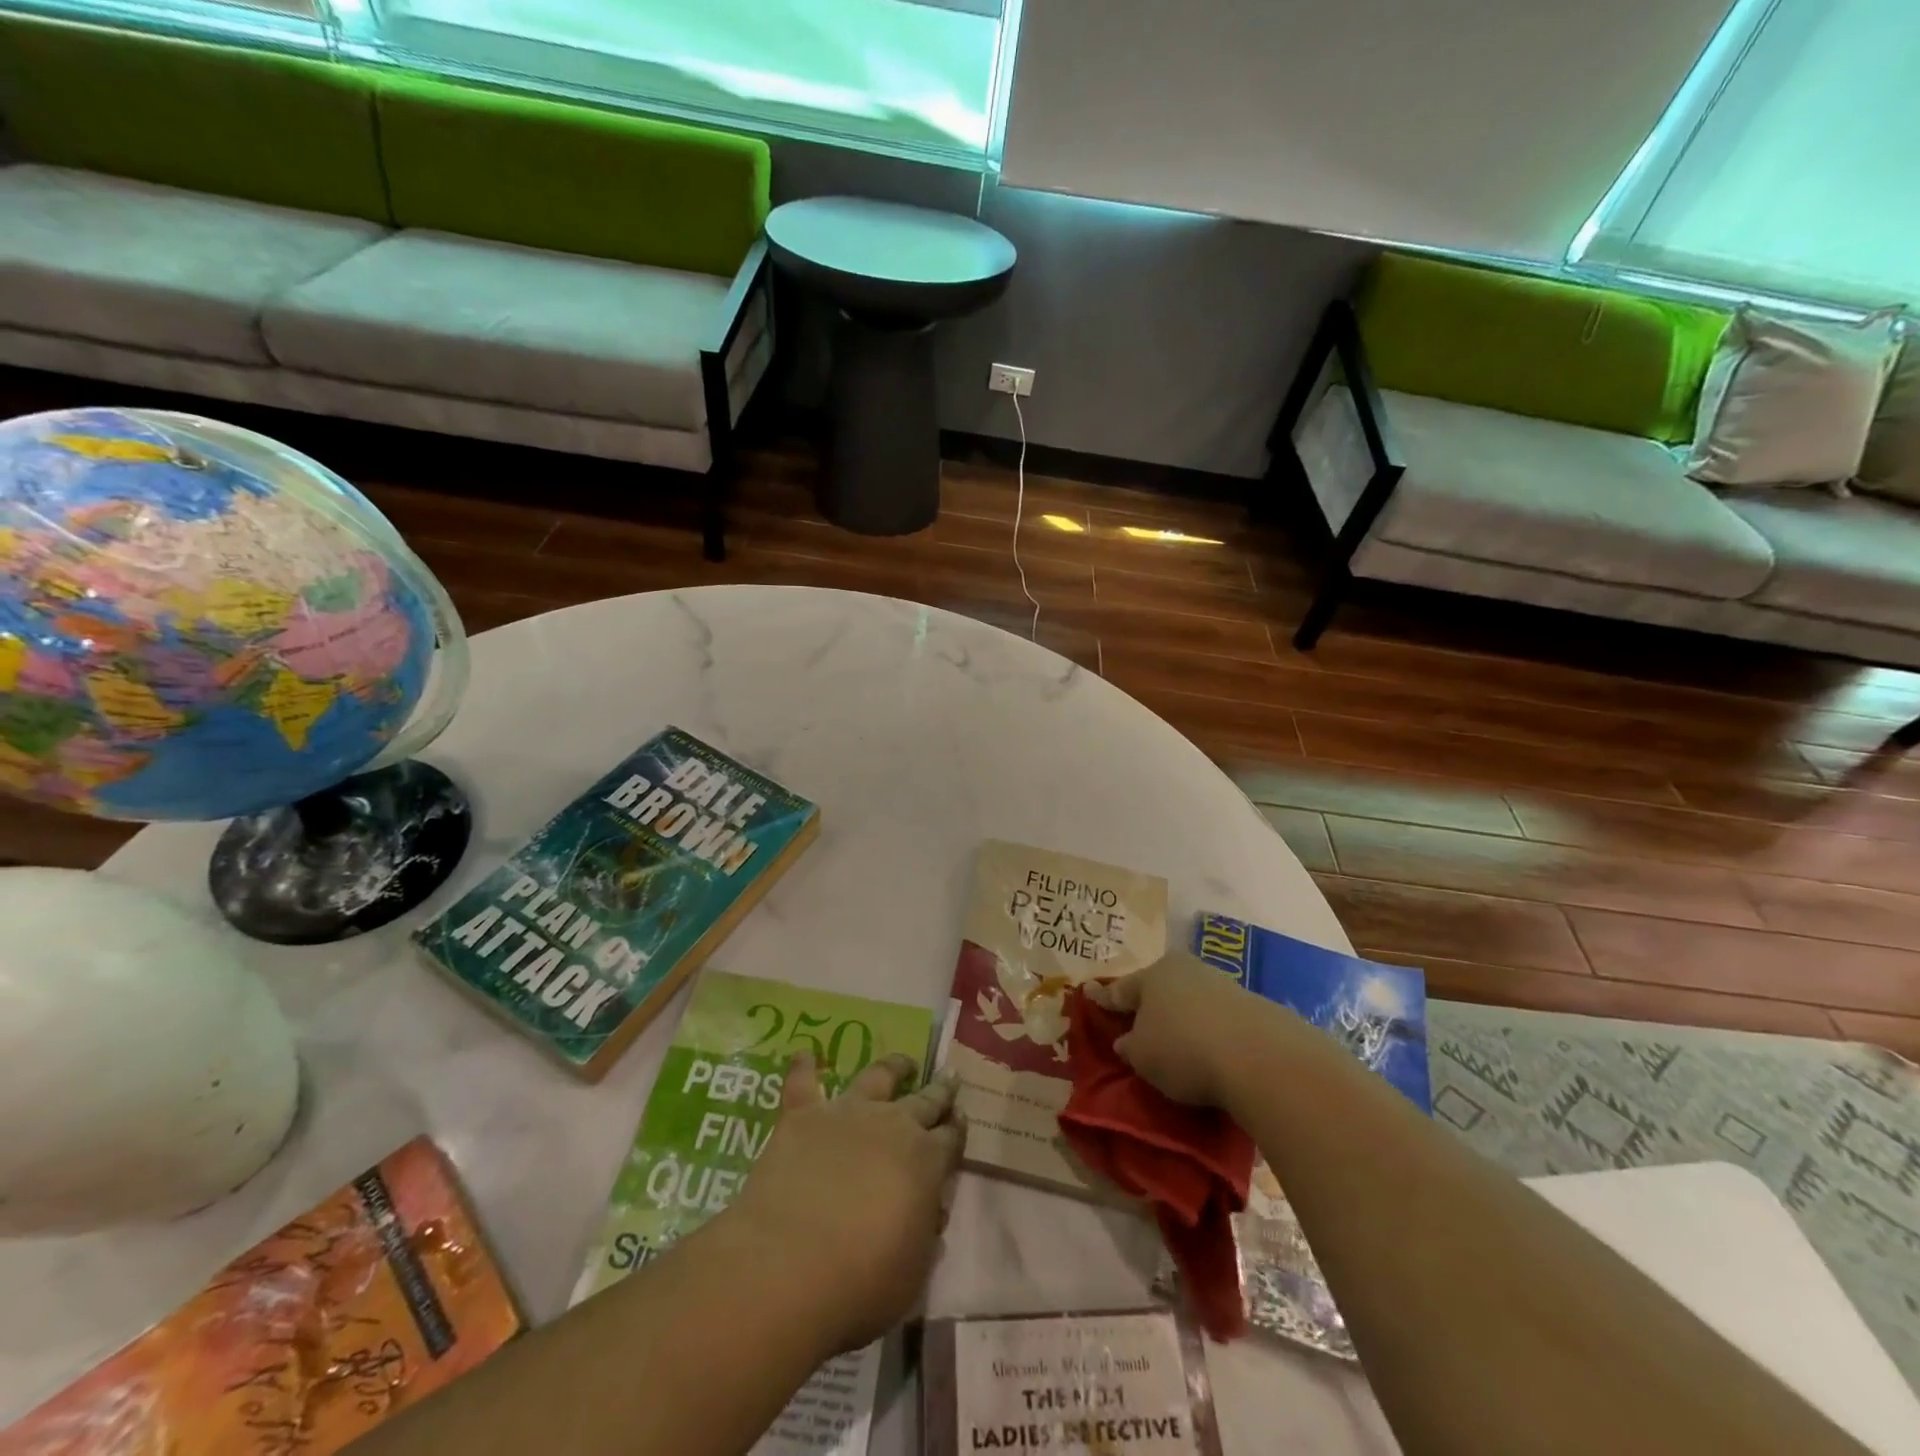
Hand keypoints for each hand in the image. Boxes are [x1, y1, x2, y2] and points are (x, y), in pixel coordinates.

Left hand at [728, 1052, 965, 1353]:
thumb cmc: (861, 1283)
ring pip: (877, 1076)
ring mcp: (847, 1114)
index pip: (951, 1138)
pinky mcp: (802, 1117)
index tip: (962, 1119)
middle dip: (940, 1090)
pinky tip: (805, 1054)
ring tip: (903, 1061)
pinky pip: (803, 1084)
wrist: (788, 1265)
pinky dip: (804, 1067)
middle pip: (924, 1101)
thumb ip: (924, 1235)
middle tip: (950, 1077)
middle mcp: (892, 1124)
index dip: (958, 1129)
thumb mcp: (913, 1273)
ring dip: (893, 1066)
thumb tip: (928, 1211)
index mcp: (926, 1161)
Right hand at [1088, 951, 1259, 1107]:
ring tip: (1177, 1041)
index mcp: (1153, 974)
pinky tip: (1210, 1049)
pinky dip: (1209, 1030)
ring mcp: (1222, 985)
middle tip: (1136, 1022)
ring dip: (1182, 1017)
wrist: (1260, 1057)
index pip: (1121, 989)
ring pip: (1190, 1000)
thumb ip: (1130, 1046)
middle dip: (1148, 1004)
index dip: (1104, 998)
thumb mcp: (1142, 1056)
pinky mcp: (1253, 1007)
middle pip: (1159, 989)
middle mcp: (1186, 970)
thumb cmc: (1184, 1049)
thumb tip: (1126, 1041)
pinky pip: (1218, 1018)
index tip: (1090, 994)